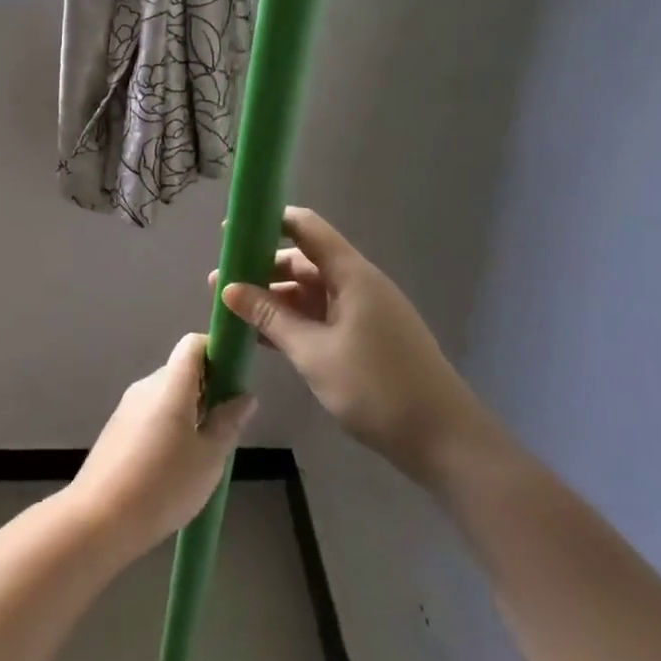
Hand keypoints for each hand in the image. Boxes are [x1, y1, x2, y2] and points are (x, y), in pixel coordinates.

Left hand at [68, 334, 255, 558]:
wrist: (99, 518)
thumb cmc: (163, 485)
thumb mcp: (209, 457)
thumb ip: (228, 422)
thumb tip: (243, 395)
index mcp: (170, 386)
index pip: (193, 344)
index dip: (218, 351)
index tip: (236, 378)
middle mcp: (145, 387)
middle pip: (182, 370)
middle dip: (209, 387)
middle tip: (228, 423)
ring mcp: (127, 407)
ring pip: (167, 394)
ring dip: (190, 409)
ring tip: (206, 449)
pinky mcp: (117, 429)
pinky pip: (151, 413)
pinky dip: (170, 424)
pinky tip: (177, 462)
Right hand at [214, 207, 489, 487]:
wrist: (442, 437)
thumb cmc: (376, 387)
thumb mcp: (313, 351)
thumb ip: (270, 317)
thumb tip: (228, 288)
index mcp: (351, 275)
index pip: (305, 228)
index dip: (268, 222)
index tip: (230, 233)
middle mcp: (357, 285)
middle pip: (303, 261)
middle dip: (260, 269)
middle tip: (219, 285)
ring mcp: (362, 312)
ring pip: (309, 293)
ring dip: (272, 299)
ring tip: (232, 312)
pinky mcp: (363, 338)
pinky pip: (319, 317)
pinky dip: (290, 322)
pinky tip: (260, 337)